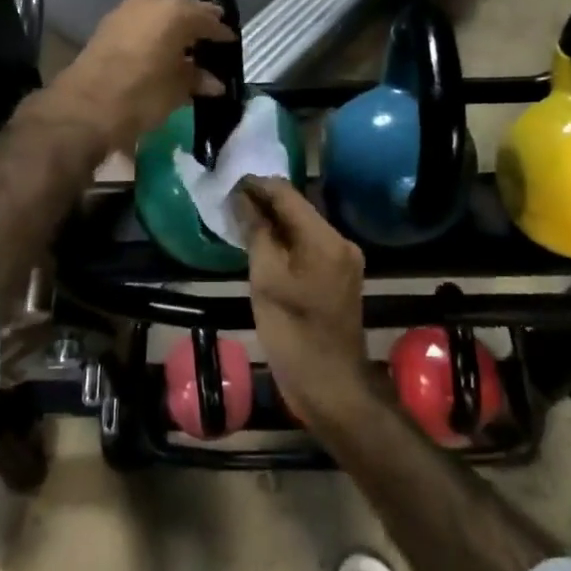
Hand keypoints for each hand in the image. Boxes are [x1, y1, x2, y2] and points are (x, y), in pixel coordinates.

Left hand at [44, 0, 232, 155]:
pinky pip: (141, 26)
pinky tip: (159, 54)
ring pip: (159, 17)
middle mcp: (150, 3)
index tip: (230, 43)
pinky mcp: (106, 27)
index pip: (207, 18)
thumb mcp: (176, 90)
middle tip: (210, 43)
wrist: (84, 107)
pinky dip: (153, 36)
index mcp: (174, 13)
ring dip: (172, 31)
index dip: (221, 32)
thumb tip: (214, 82)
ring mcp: (124, 12)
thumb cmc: (141, 95)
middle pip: (182, 12)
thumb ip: (197, 79)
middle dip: (196, 27)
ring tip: (185, 51)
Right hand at [232, 177, 372, 425]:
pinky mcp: (338, 277)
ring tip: (239, 220)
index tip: (227, 184)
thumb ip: (256, 233)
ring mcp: (343, 260)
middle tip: (228, 202)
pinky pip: (308, 246)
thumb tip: (242, 199)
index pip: (287, 194)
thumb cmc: (293, 334)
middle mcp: (340, 241)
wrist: (330, 386)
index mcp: (325, 238)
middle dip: (264, 202)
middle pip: (297, 208)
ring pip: (302, 227)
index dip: (256, 186)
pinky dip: (285, 241)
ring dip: (273, 221)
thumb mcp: (266, 280)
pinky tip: (262, 245)